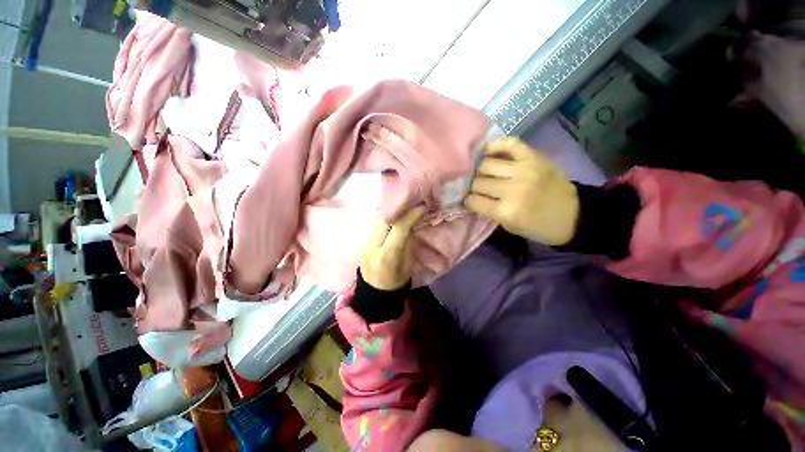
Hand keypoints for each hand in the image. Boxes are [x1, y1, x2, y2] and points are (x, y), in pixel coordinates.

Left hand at [359, 207, 425, 290]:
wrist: (374, 294)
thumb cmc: (396, 283)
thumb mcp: (408, 265)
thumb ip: (409, 244)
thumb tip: (411, 225)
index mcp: (387, 255)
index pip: (399, 228)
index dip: (411, 215)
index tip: (421, 208)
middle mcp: (372, 247)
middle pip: (385, 220)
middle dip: (400, 210)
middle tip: (411, 206)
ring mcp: (364, 244)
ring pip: (378, 221)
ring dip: (392, 214)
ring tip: (404, 210)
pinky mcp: (362, 243)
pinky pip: (375, 226)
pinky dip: (385, 220)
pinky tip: (393, 219)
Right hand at [464, 137, 578, 244]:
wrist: (574, 215)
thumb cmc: (539, 227)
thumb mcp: (510, 227)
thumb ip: (489, 212)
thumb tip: (471, 199)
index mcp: (506, 211)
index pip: (473, 201)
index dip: (467, 201)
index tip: (468, 201)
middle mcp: (512, 189)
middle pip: (477, 182)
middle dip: (472, 187)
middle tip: (474, 188)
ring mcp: (523, 170)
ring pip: (486, 164)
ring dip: (480, 170)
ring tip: (480, 173)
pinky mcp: (534, 157)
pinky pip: (509, 144)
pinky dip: (496, 145)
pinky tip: (487, 151)